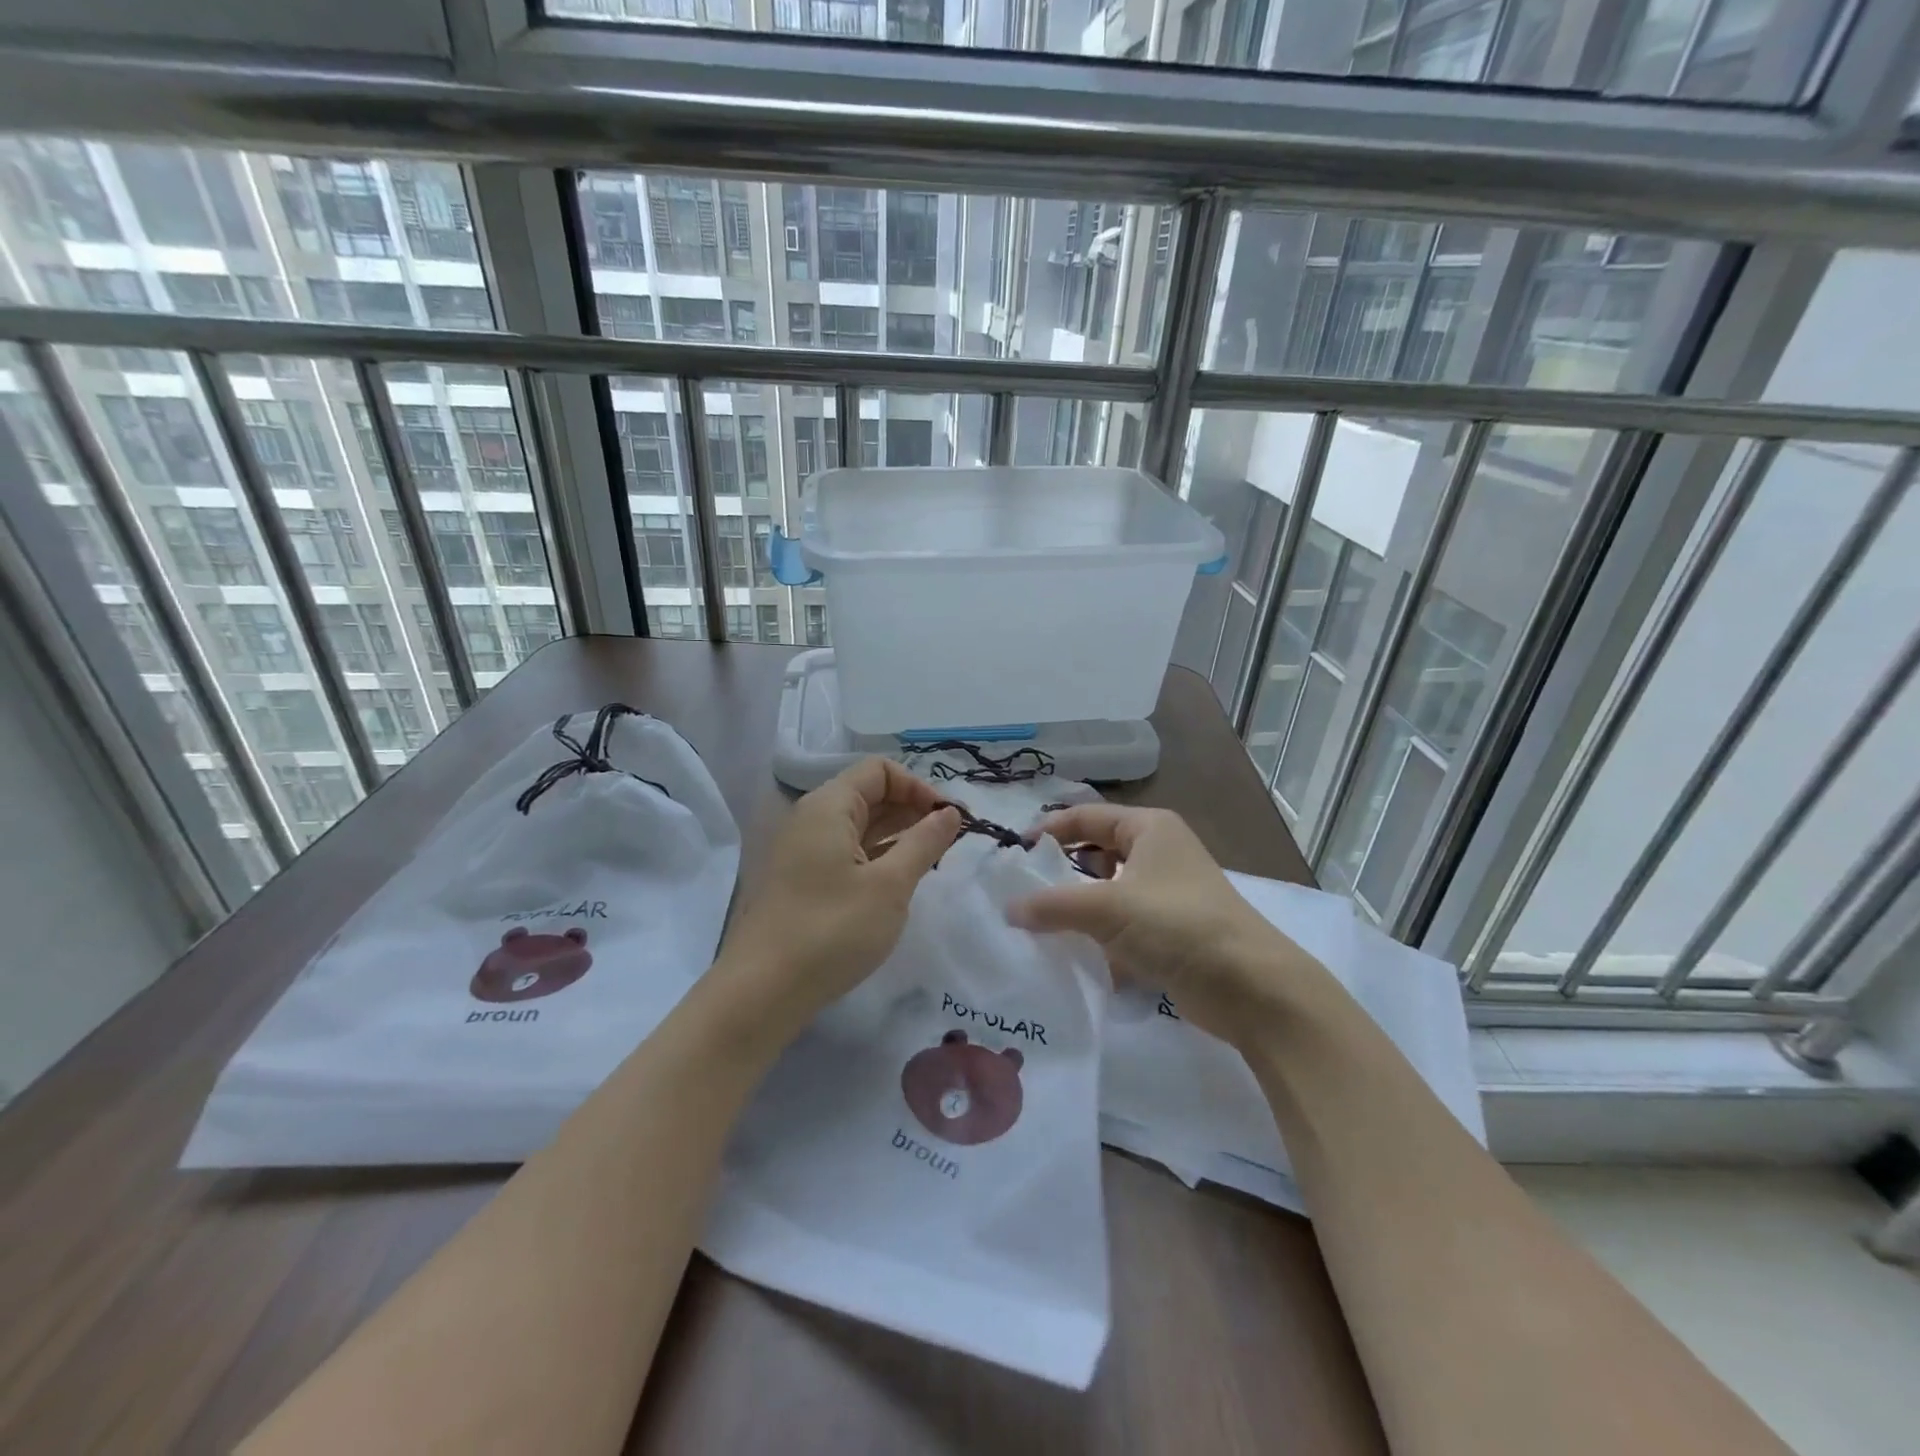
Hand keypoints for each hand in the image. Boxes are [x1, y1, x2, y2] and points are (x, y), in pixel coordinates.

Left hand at [717, 758, 959, 1040]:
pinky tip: (900, 882)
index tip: (949, 821)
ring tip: (932, 863)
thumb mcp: (890, 886)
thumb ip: (924, 843)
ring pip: (860, 826)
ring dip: (898, 836)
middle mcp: (812, 818)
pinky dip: (877, 857)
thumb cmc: (832, 930)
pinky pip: (847, 852)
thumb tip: (951, 813)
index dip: (919, 787)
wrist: (762, 992)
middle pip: (869, 794)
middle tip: (949, 843)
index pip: (880, 770)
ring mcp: (804, 851)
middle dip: (912, 811)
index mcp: (828, 806)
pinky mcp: (803, 880)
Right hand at [1007, 804, 1327, 1047]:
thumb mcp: (1107, 908)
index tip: (1015, 854)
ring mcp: (1167, 894)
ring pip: (1109, 892)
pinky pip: (1123, 925)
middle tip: (1023, 891)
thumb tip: (1008, 909)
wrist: (1250, 986)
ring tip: (1040, 924)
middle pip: (1097, 852)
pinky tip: (1074, 955)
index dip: (1050, 829)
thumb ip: (1052, 906)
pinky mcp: (1172, 933)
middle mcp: (1159, 853)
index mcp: (1149, 828)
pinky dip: (1099, 936)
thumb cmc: (1177, 924)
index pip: (1087, 816)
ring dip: (1078, 907)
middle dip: (1061, 871)